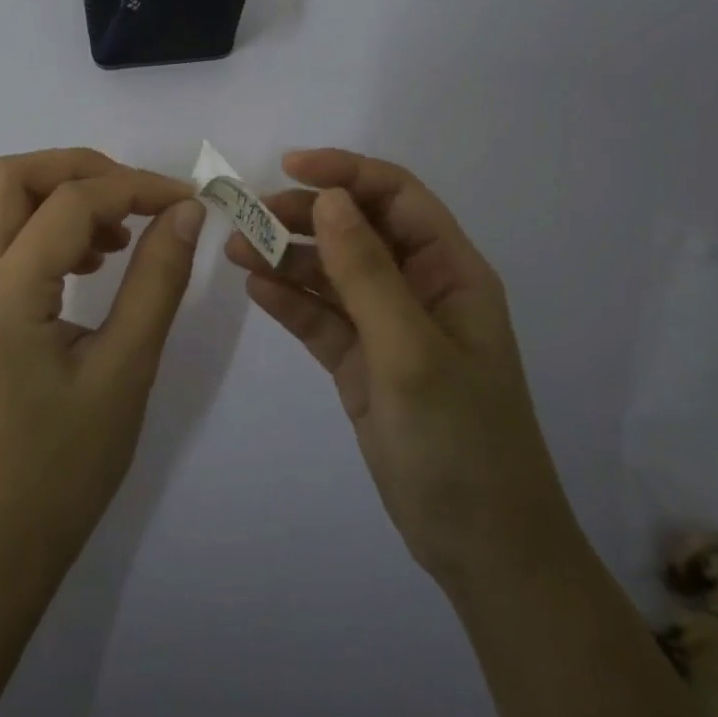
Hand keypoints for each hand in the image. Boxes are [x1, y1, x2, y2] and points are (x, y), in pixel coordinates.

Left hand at [0, 149, 204, 584]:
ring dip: (62, 194)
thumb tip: (185, 211)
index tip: (185, 200)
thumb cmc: (70, 463)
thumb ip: (158, 279)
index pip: (68, 204)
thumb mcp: (128, 368)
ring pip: (1, 200)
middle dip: (81, 170)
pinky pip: (1, 236)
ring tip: (120, 236)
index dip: (134, 187)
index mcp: (3, 299)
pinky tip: (91, 260)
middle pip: (11, 177)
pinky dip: (47, 224)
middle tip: (138, 199)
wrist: (4, 534)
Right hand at [225, 149, 577, 593]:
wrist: (481, 549)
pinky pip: (321, 318)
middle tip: (248, 214)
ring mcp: (387, 328)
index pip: (397, 197)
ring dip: (287, 257)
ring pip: (332, 273)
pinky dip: (290, 300)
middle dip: (305, 215)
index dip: (347, 172)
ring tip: (236, 250)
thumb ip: (367, 273)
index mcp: (450, 273)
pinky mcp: (361, 364)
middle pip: (357, 229)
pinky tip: (255, 288)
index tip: (289, 167)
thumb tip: (328, 199)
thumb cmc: (461, 443)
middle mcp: (419, 289)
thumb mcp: (412, 352)